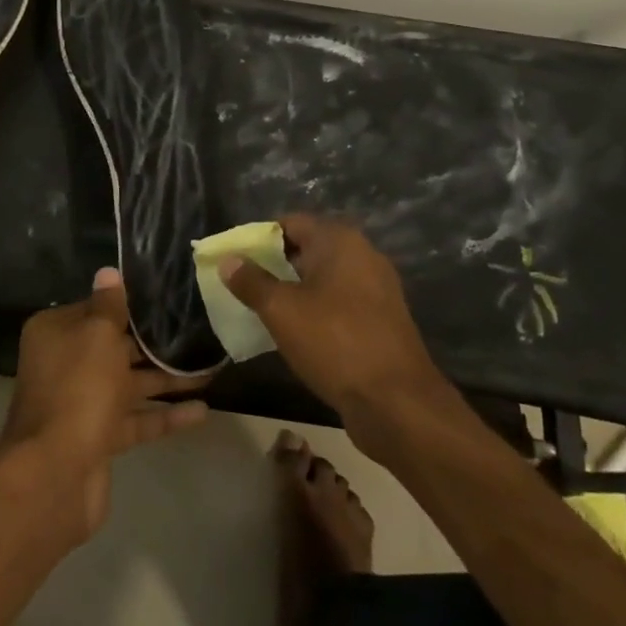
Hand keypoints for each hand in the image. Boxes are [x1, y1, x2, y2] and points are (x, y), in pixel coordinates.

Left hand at [0, 267, 209, 541]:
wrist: (56, 473)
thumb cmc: (79, 387)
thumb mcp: (97, 335)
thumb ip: (109, 305)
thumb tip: (108, 272)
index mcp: (56, 333)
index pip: (96, 308)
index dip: (129, 303)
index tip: (167, 297)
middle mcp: (66, 363)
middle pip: (114, 346)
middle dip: (154, 342)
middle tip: (199, 330)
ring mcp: (82, 403)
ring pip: (130, 383)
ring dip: (167, 379)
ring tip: (211, 368)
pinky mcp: (99, 437)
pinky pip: (137, 419)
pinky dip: (165, 416)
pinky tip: (202, 411)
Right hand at [218, 215, 464, 453]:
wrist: (397, 402)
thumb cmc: (334, 342)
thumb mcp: (281, 310)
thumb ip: (251, 281)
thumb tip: (228, 260)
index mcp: (340, 241)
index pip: (290, 223)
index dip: (259, 239)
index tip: (235, 261)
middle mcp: (362, 255)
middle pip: (307, 249)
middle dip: (274, 266)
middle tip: (243, 287)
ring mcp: (376, 289)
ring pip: (323, 279)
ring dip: (294, 291)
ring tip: (262, 312)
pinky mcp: (381, 319)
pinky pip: (339, 303)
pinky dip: (315, 311)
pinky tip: (296, 334)